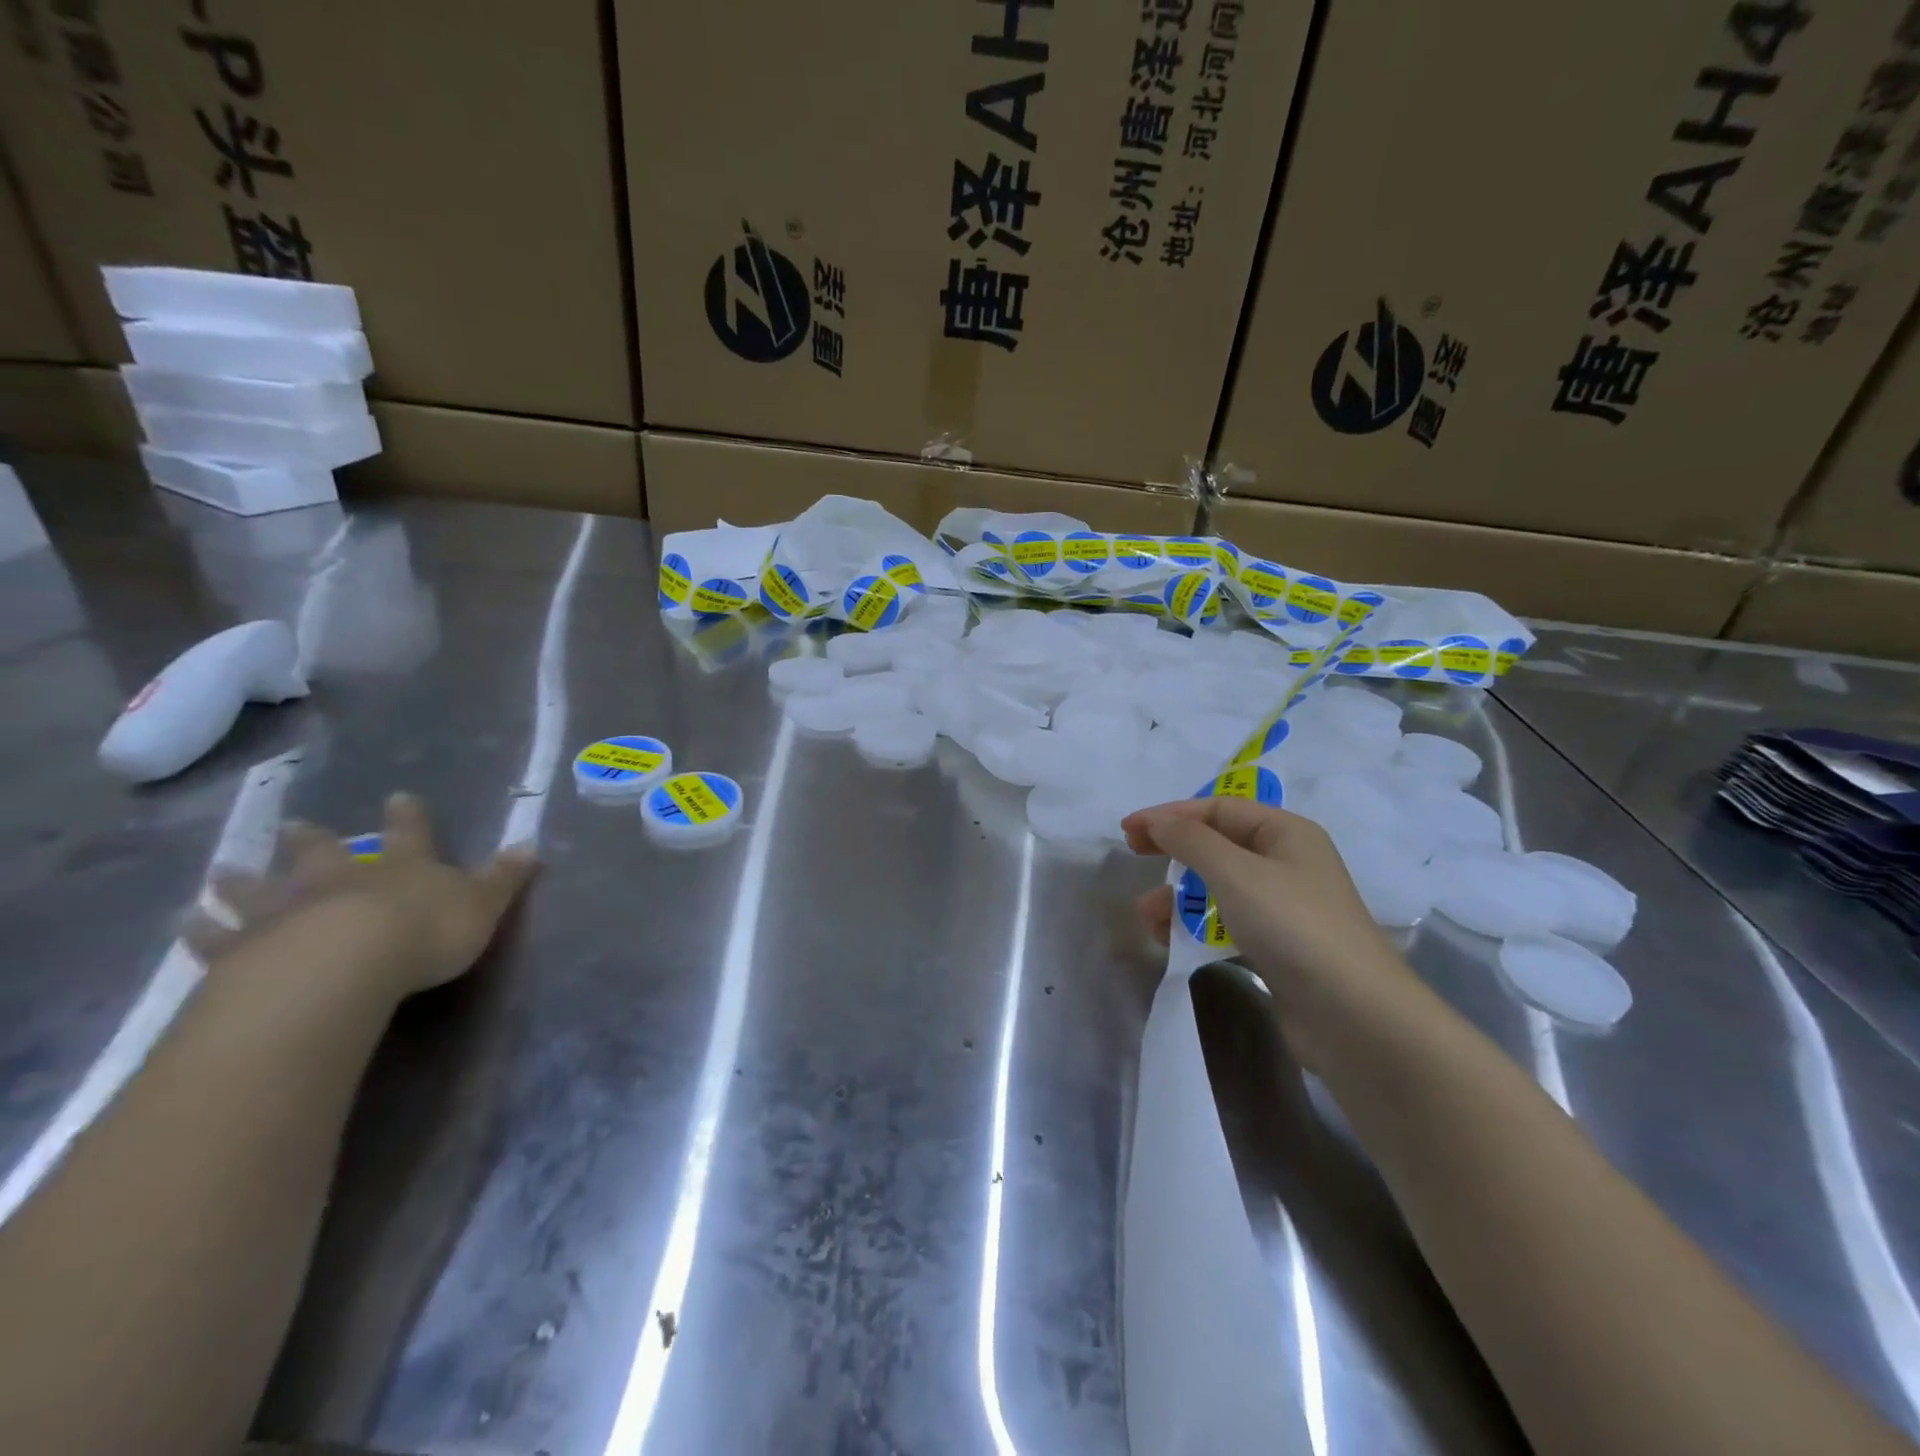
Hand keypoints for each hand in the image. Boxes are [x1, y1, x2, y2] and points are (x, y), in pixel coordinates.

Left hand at [191, 792, 536, 998]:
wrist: (345, 967)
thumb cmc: (425, 932)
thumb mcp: (482, 904)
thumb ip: (504, 878)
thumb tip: (532, 846)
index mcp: (402, 867)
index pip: (410, 834)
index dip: (407, 817)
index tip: (398, 796)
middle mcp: (342, 879)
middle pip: (324, 853)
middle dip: (312, 840)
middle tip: (293, 825)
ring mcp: (290, 911)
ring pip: (262, 890)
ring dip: (245, 881)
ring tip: (222, 873)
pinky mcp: (246, 949)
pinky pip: (218, 938)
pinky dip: (202, 930)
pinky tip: (187, 922)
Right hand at [1124, 798, 1422, 1068]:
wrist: (1354, 1016)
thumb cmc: (1293, 926)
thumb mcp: (1235, 872)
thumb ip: (1191, 840)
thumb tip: (1158, 821)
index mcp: (1285, 832)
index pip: (1218, 809)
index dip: (1170, 815)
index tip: (1127, 830)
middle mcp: (1287, 862)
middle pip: (1218, 844)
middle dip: (1174, 851)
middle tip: (1132, 855)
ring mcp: (1284, 907)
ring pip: (1219, 887)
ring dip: (1179, 895)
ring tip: (1146, 915)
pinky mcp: (1278, 947)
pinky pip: (1227, 922)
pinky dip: (1197, 926)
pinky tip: (1172, 940)